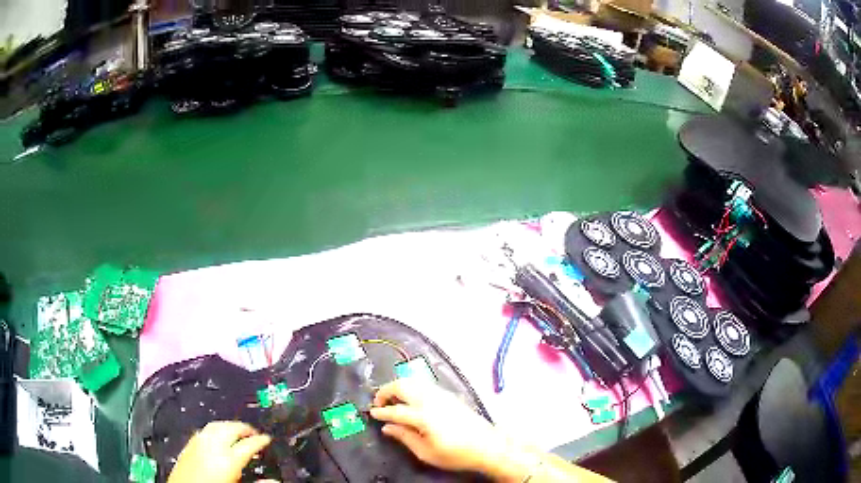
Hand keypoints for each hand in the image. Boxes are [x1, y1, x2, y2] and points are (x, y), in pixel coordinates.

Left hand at [167, 421, 274, 482]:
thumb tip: (273, 480)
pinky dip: (213, 430)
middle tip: (254, 432)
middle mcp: (211, 446)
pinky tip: (215, 436)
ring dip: (228, 426)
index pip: (248, 444)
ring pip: (215, 426)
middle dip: (244, 428)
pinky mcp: (187, 446)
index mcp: (227, 459)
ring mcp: (197, 444)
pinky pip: (203, 431)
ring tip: (236, 431)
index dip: (260, 440)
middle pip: (230, 428)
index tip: (267, 439)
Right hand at [369, 379, 512, 475]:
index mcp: (424, 416)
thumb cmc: (456, 454)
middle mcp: (431, 400)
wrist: (488, 446)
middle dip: (386, 391)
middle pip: (402, 386)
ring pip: (413, 381)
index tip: (371, 413)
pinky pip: (424, 384)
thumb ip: (405, 437)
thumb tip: (387, 427)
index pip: (395, 410)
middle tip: (379, 403)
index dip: (381, 411)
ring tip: (392, 400)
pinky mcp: (449, 395)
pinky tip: (410, 399)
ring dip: (398, 387)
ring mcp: (441, 395)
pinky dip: (411, 387)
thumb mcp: (426, 453)